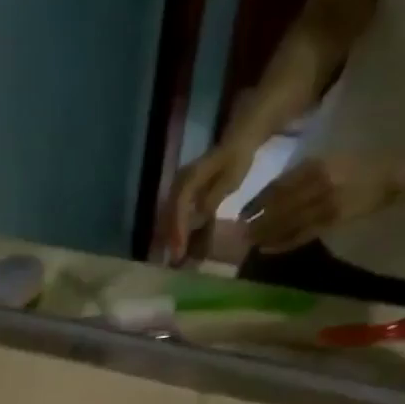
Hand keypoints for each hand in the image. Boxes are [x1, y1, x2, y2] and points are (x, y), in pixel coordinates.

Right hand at [164, 135, 262, 262]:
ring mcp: (177, 189)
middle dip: (171, 238)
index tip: (179, 249)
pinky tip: (179, 242)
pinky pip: (174, 214)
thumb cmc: (235, 161)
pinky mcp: (180, 194)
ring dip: (171, 236)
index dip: (178, 229)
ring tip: (176, 254)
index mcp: (189, 179)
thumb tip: (199, 216)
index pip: (179, 207)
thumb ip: (213, 197)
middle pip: (169, 215)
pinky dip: (175, 229)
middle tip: (175, 259)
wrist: (236, 144)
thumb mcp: (229, 179)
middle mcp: (178, 184)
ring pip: (168, 216)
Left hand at [246, 154, 396, 252]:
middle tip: (239, 234)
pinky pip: (302, 235)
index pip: (277, 187)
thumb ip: (300, 175)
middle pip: (278, 207)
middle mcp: (317, 184)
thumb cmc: (355, 166)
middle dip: (257, 222)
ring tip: (249, 243)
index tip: (242, 213)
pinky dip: (283, 243)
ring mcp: (325, 204)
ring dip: (266, 235)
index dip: (257, 202)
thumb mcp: (326, 161)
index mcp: (314, 165)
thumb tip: (268, 195)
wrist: (390, 176)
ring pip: (287, 223)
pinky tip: (267, 249)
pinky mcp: (332, 221)